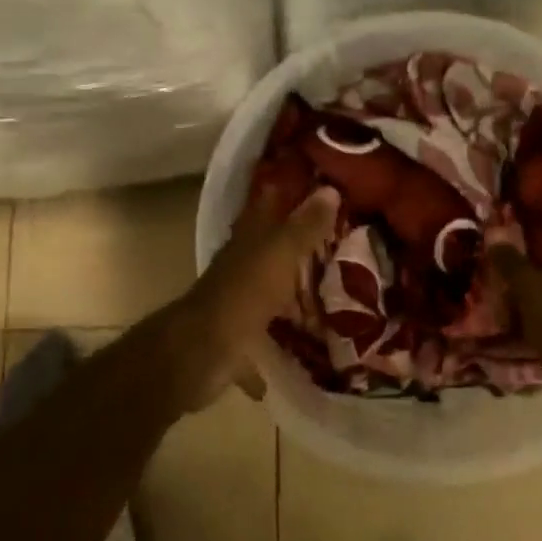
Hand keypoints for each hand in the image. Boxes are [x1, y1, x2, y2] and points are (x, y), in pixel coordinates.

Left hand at [162, 183, 339, 412]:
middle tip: (339, 246)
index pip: (268, 204)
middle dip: (298, 248)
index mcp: (248, 240)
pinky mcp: (236, 338)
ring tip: (331, 298)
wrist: (203, 351)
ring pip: (267, 292)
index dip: (288, 193)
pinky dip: (276, 345)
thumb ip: (305, 225)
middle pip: (270, 249)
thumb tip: (329, 189)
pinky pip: (261, 340)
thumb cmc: (244, 293)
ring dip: (290, 296)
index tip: (319, 189)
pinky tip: (304, 350)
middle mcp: (240, 266)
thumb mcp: (281, 253)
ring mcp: (236, 302)